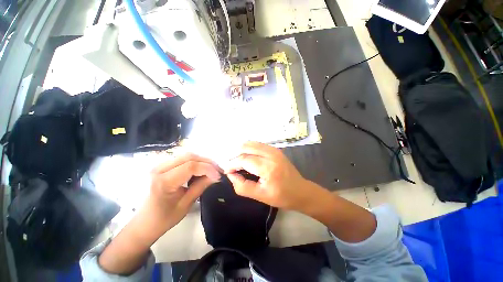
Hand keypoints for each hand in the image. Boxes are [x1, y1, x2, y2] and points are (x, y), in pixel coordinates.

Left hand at [148, 153, 220, 228]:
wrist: (143, 223)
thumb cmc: (163, 219)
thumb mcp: (185, 204)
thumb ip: (201, 186)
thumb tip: (216, 176)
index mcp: (163, 181)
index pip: (191, 166)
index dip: (208, 168)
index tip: (218, 176)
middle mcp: (159, 169)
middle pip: (190, 157)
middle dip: (207, 162)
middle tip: (218, 170)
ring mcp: (159, 165)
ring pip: (187, 155)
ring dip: (202, 161)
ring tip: (211, 169)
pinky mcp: (162, 166)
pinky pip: (182, 159)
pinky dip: (195, 162)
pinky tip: (200, 169)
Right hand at [224, 142, 318, 211]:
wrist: (301, 190)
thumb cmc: (282, 196)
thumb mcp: (260, 196)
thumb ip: (242, 186)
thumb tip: (231, 174)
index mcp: (268, 167)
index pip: (244, 159)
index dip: (232, 164)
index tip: (227, 170)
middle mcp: (271, 154)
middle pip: (246, 147)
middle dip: (235, 156)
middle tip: (232, 167)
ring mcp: (274, 149)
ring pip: (250, 143)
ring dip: (241, 151)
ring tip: (238, 162)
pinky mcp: (275, 149)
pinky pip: (257, 145)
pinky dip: (249, 149)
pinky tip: (248, 158)